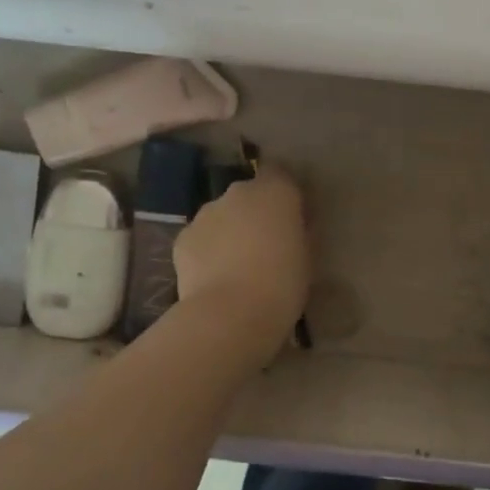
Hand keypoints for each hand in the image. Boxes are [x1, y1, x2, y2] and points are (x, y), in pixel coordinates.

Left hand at [175, 167, 310, 348]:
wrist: (229, 315)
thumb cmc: (282, 285)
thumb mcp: (307, 258)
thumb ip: (300, 233)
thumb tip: (294, 226)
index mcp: (276, 192)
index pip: (281, 175)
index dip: (284, 195)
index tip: (291, 218)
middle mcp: (239, 192)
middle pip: (249, 195)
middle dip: (255, 213)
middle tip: (265, 245)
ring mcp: (206, 213)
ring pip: (222, 215)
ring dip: (230, 231)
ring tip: (237, 266)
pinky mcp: (183, 237)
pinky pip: (201, 237)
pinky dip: (207, 250)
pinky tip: (214, 277)